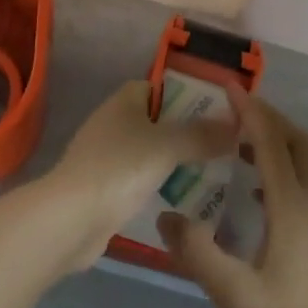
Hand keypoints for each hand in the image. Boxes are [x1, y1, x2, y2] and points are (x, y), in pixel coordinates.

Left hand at [40, 81, 236, 271]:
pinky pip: (141, 180)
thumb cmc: (119, 168)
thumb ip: (201, 135)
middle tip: (224, 146)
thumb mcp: (167, 146)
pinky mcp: (105, 189)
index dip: (189, 96)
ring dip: (176, 162)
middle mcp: (115, 121)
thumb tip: (236, 125)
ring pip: (151, 153)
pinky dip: (160, 186)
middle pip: (159, 121)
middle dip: (188, 133)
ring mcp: (107, 156)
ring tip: (213, 173)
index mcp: (125, 100)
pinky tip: (185, 200)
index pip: (162, 88)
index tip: (218, 112)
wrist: (71, 219)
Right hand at [158, 91, 307, 307]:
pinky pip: (304, 187)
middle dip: (271, 120)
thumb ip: (197, 253)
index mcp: (293, 209)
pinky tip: (254, 195)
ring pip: (306, 165)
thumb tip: (164, 214)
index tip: (227, 86)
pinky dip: (281, 172)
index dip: (250, 111)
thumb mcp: (233, 296)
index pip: (271, 143)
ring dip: (278, 144)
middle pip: (300, 144)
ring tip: (238, 146)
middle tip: (235, 112)